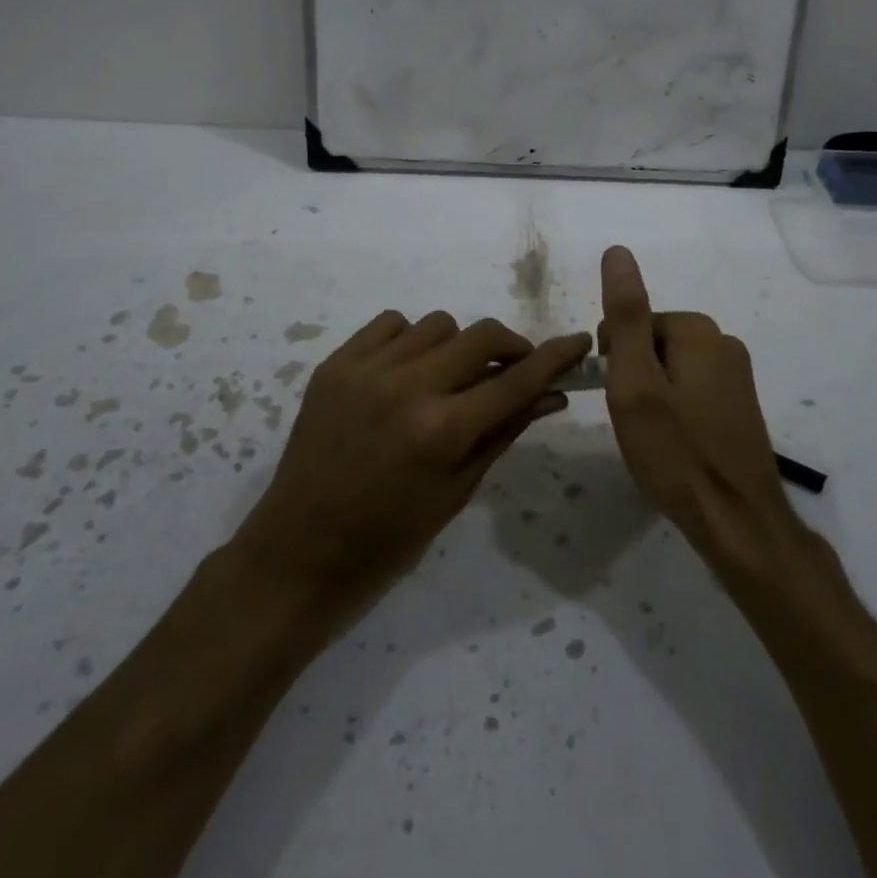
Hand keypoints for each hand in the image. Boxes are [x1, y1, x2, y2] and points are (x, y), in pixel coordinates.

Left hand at [234, 310, 590, 619]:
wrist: (299, 553)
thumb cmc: (388, 540)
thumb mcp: (456, 491)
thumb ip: (503, 431)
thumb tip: (550, 394)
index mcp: (441, 431)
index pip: (515, 380)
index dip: (554, 357)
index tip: (578, 342)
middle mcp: (406, 388)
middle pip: (480, 335)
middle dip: (509, 347)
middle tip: (512, 369)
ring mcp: (365, 370)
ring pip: (437, 324)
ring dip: (456, 346)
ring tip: (449, 379)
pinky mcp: (335, 365)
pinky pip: (390, 324)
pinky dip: (410, 340)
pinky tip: (408, 371)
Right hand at [598, 246, 798, 568]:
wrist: (737, 522)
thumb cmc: (676, 451)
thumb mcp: (635, 381)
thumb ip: (626, 315)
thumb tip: (617, 250)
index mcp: (699, 330)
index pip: (632, 324)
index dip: (615, 361)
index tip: (621, 400)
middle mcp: (724, 342)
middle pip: (653, 343)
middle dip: (636, 377)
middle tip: (637, 423)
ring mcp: (738, 374)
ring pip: (671, 369)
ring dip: (654, 396)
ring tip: (656, 438)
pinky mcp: (741, 403)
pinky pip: (692, 390)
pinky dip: (676, 411)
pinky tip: (678, 445)